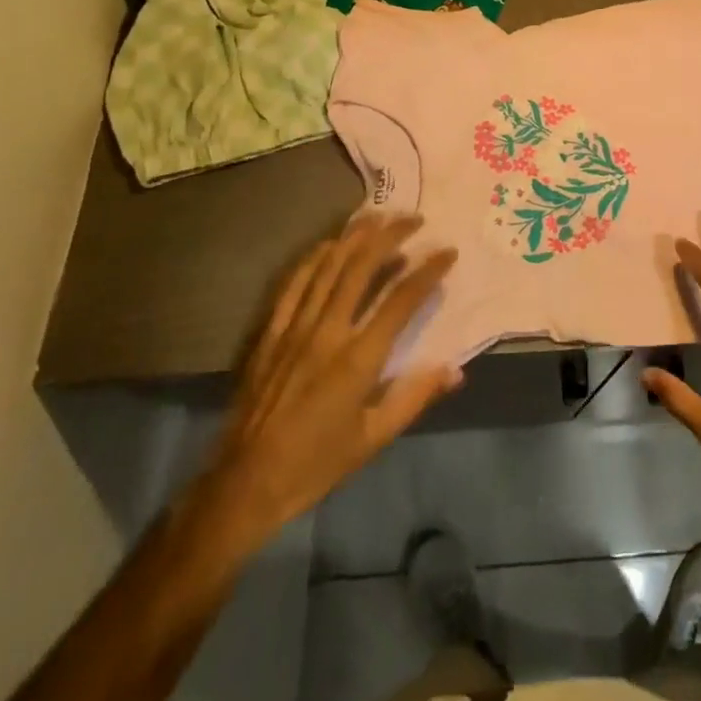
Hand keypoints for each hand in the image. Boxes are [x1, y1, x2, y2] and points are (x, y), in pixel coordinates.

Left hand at [193, 212, 462, 555]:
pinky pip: (294, 284)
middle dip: (391, 236)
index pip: (402, 300)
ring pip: (328, 267)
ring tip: (378, 216)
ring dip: (355, 236)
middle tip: (414, 218)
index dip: (428, 271)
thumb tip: (456, 370)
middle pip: (362, 267)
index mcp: (358, 359)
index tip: (447, 252)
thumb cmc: (316, 464)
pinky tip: (328, 245)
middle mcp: (328, 332)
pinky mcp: (271, 333)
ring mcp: (295, 328)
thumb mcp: (374, 438)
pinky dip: (314, 258)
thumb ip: (415, 397)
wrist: (245, 483)